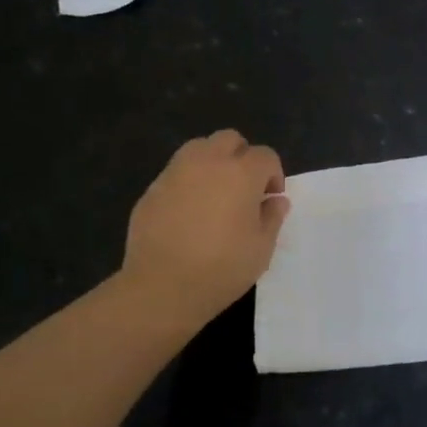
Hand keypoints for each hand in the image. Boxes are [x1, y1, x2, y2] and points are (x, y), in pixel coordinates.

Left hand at [121, 130, 290, 323]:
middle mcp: (208, 162)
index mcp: (241, 173)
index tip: (270, 199)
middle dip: (242, 156)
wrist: (162, 287)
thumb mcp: (261, 248)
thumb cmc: (222, 268)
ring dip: (213, 162)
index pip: (265, 155)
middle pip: (230, 139)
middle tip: (244, 188)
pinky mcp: (152, 189)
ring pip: (199, 148)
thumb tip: (275, 200)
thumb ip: (272, 217)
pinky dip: (187, 182)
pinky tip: (187, 212)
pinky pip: (176, 172)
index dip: (273, 174)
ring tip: (214, 193)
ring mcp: (175, 172)